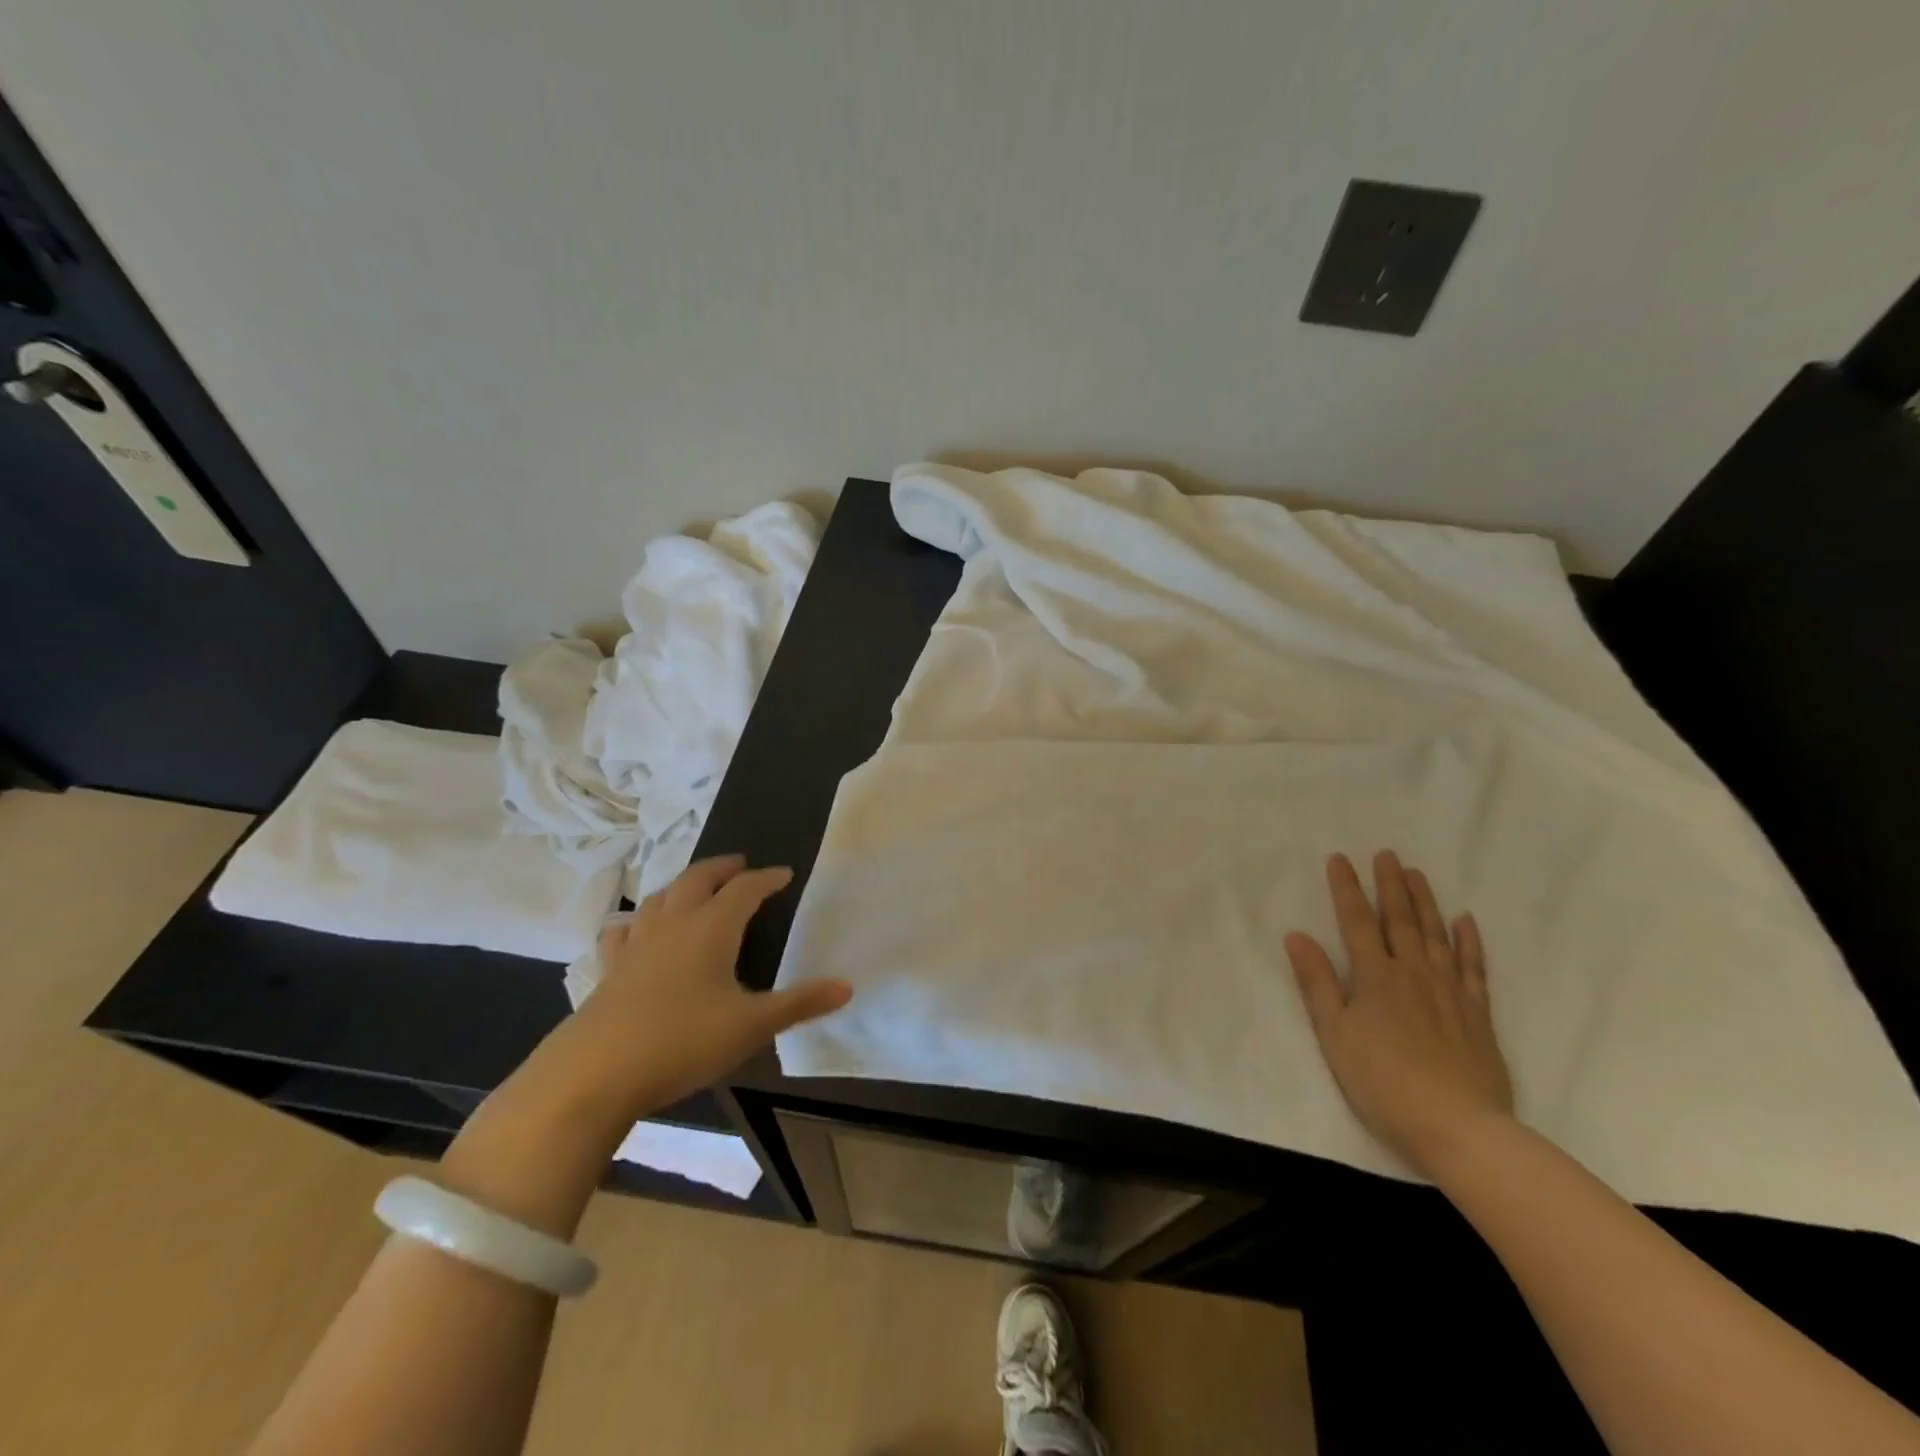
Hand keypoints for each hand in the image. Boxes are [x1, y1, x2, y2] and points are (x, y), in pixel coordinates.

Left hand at [561, 855, 852, 1120]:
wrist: (593, 1074)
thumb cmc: (682, 1041)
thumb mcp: (752, 1026)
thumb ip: (800, 1003)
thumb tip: (847, 986)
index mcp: (711, 928)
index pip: (745, 890)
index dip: (767, 879)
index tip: (785, 874)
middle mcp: (672, 924)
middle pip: (698, 879)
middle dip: (722, 868)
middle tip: (741, 865)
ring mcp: (635, 945)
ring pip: (659, 897)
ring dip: (682, 885)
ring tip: (695, 888)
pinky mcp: (608, 970)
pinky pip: (623, 931)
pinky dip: (637, 921)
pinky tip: (635, 931)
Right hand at [1286, 850, 1512, 1173]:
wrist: (1458, 1127)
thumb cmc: (1382, 1081)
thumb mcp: (1334, 1034)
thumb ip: (1317, 983)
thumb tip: (1297, 936)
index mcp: (1375, 978)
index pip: (1357, 922)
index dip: (1346, 889)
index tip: (1340, 859)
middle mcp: (1413, 974)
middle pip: (1400, 920)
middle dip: (1390, 885)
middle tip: (1387, 854)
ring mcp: (1450, 992)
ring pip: (1436, 936)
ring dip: (1425, 902)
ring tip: (1417, 874)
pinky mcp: (1477, 1015)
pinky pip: (1474, 968)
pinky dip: (1469, 942)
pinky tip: (1465, 921)